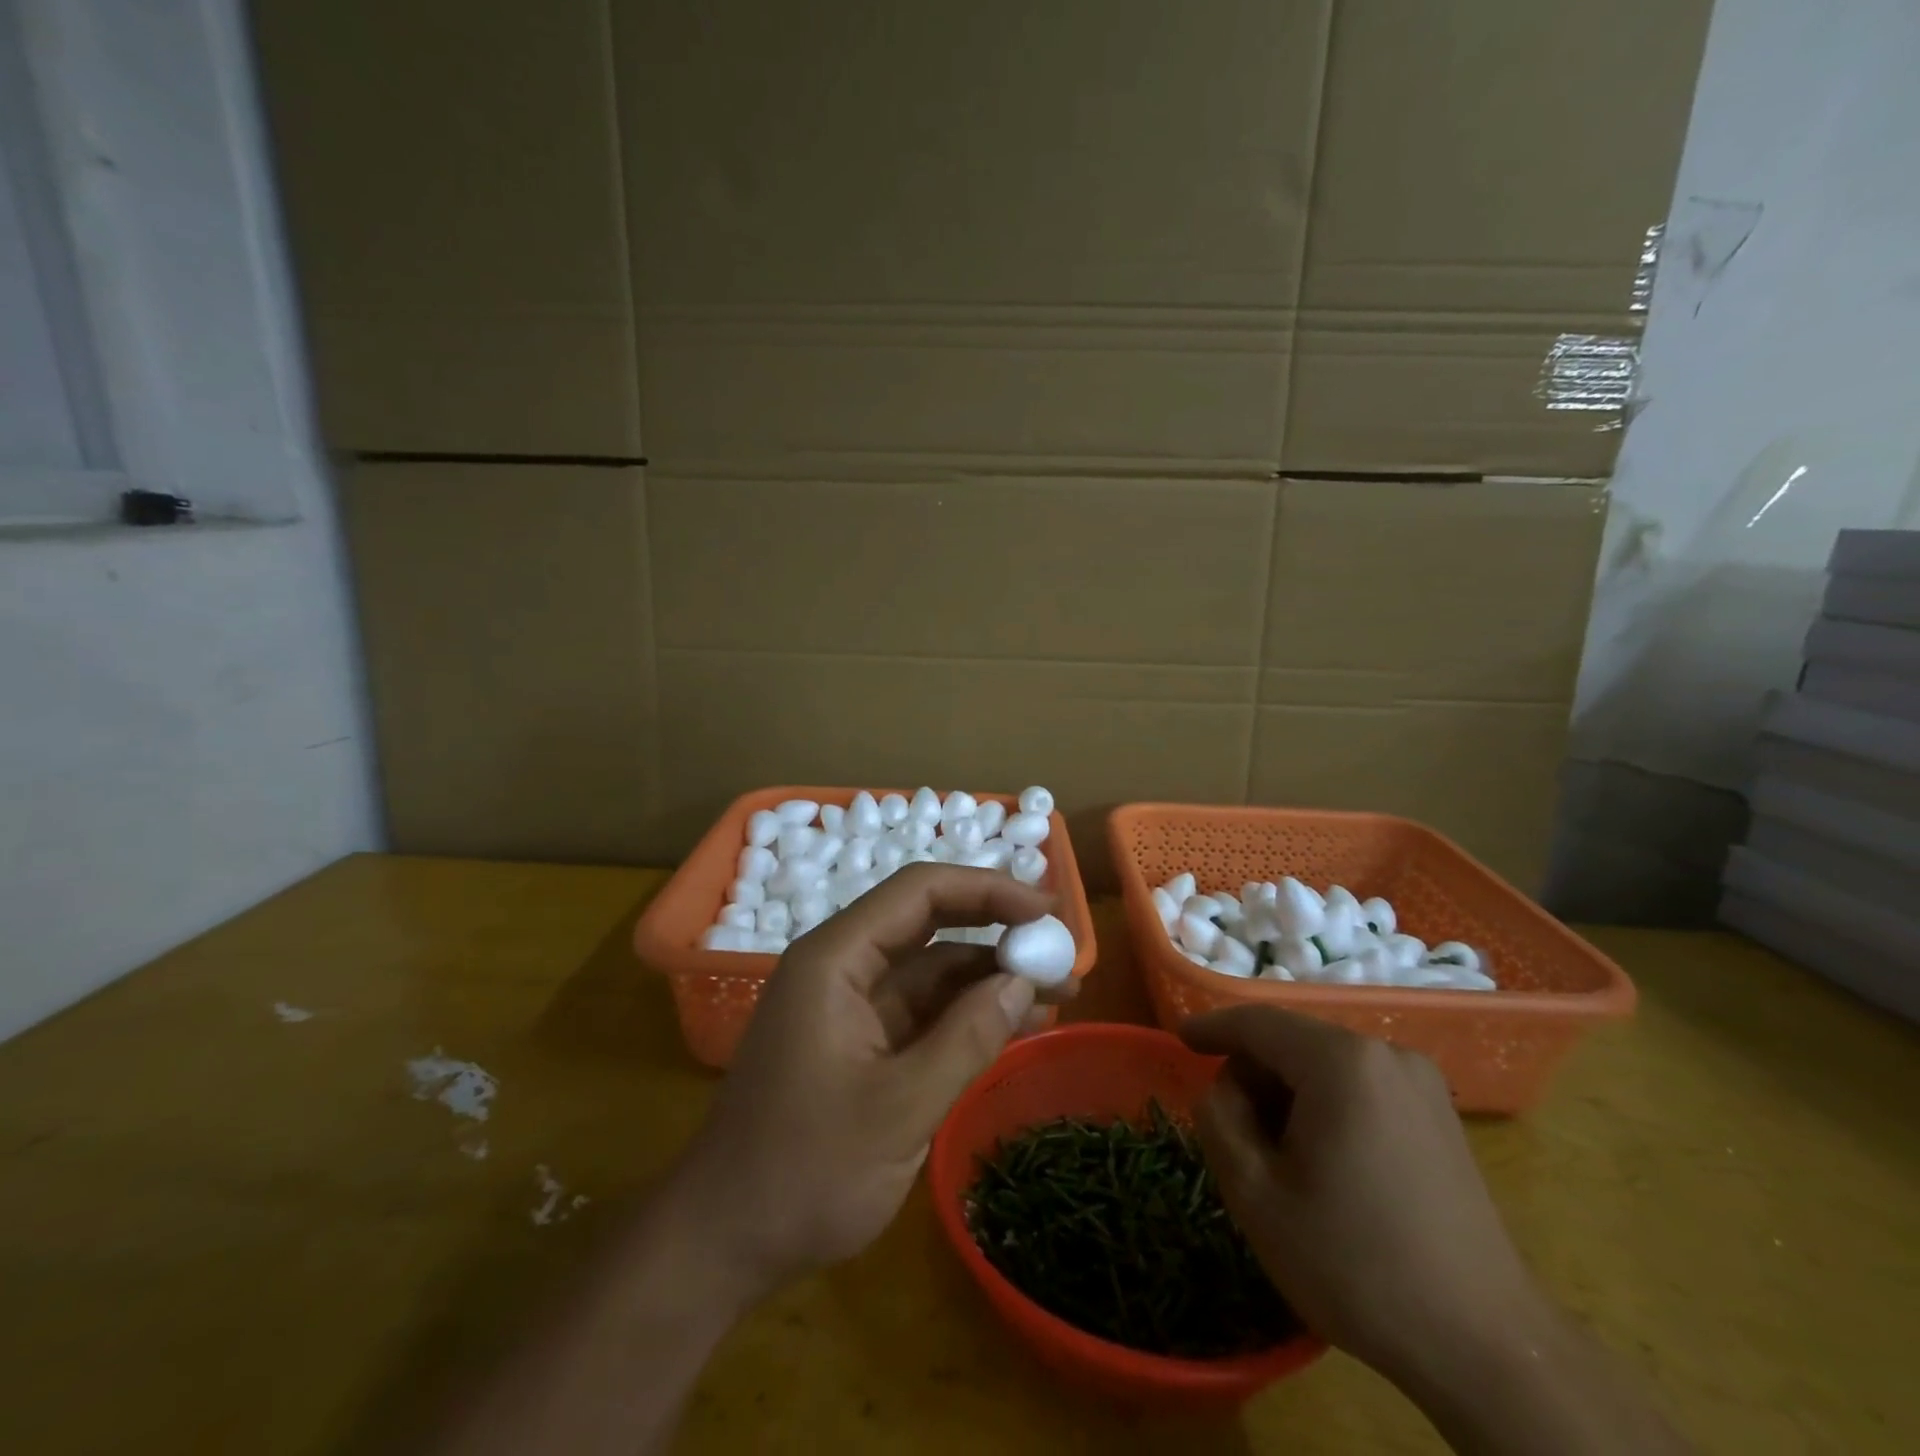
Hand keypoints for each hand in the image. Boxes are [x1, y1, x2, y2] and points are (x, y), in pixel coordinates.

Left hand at [671, 864, 1074, 1300]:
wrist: (725, 1243)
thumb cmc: (804, 1172)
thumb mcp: (899, 1109)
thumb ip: (967, 1039)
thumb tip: (1022, 980)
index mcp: (835, 959)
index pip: (919, 892)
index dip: (987, 890)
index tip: (1046, 910)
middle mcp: (842, 966)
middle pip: (928, 921)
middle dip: (995, 929)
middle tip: (1061, 948)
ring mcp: (851, 1005)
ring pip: (931, 968)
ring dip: (990, 975)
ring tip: (1058, 992)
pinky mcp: (861, 1041)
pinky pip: (924, 1010)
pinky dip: (969, 1013)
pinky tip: (1018, 1023)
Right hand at [1180, 1006, 1540, 1381]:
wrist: (1486, 1348)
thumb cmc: (1355, 1262)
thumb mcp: (1255, 1193)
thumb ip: (1218, 1118)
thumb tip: (1224, 1089)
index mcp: (1341, 1061)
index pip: (1258, 1022)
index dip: (1212, 1027)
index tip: (1179, 1040)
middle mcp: (1385, 1054)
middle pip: (1293, 1042)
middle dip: (1253, 1076)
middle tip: (1233, 1133)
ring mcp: (1421, 1083)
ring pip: (1326, 1065)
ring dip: (1288, 1094)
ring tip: (1280, 1159)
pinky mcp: (1440, 1115)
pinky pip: (1361, 1087)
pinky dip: (1326, 1106)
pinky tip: (1325, 1163)